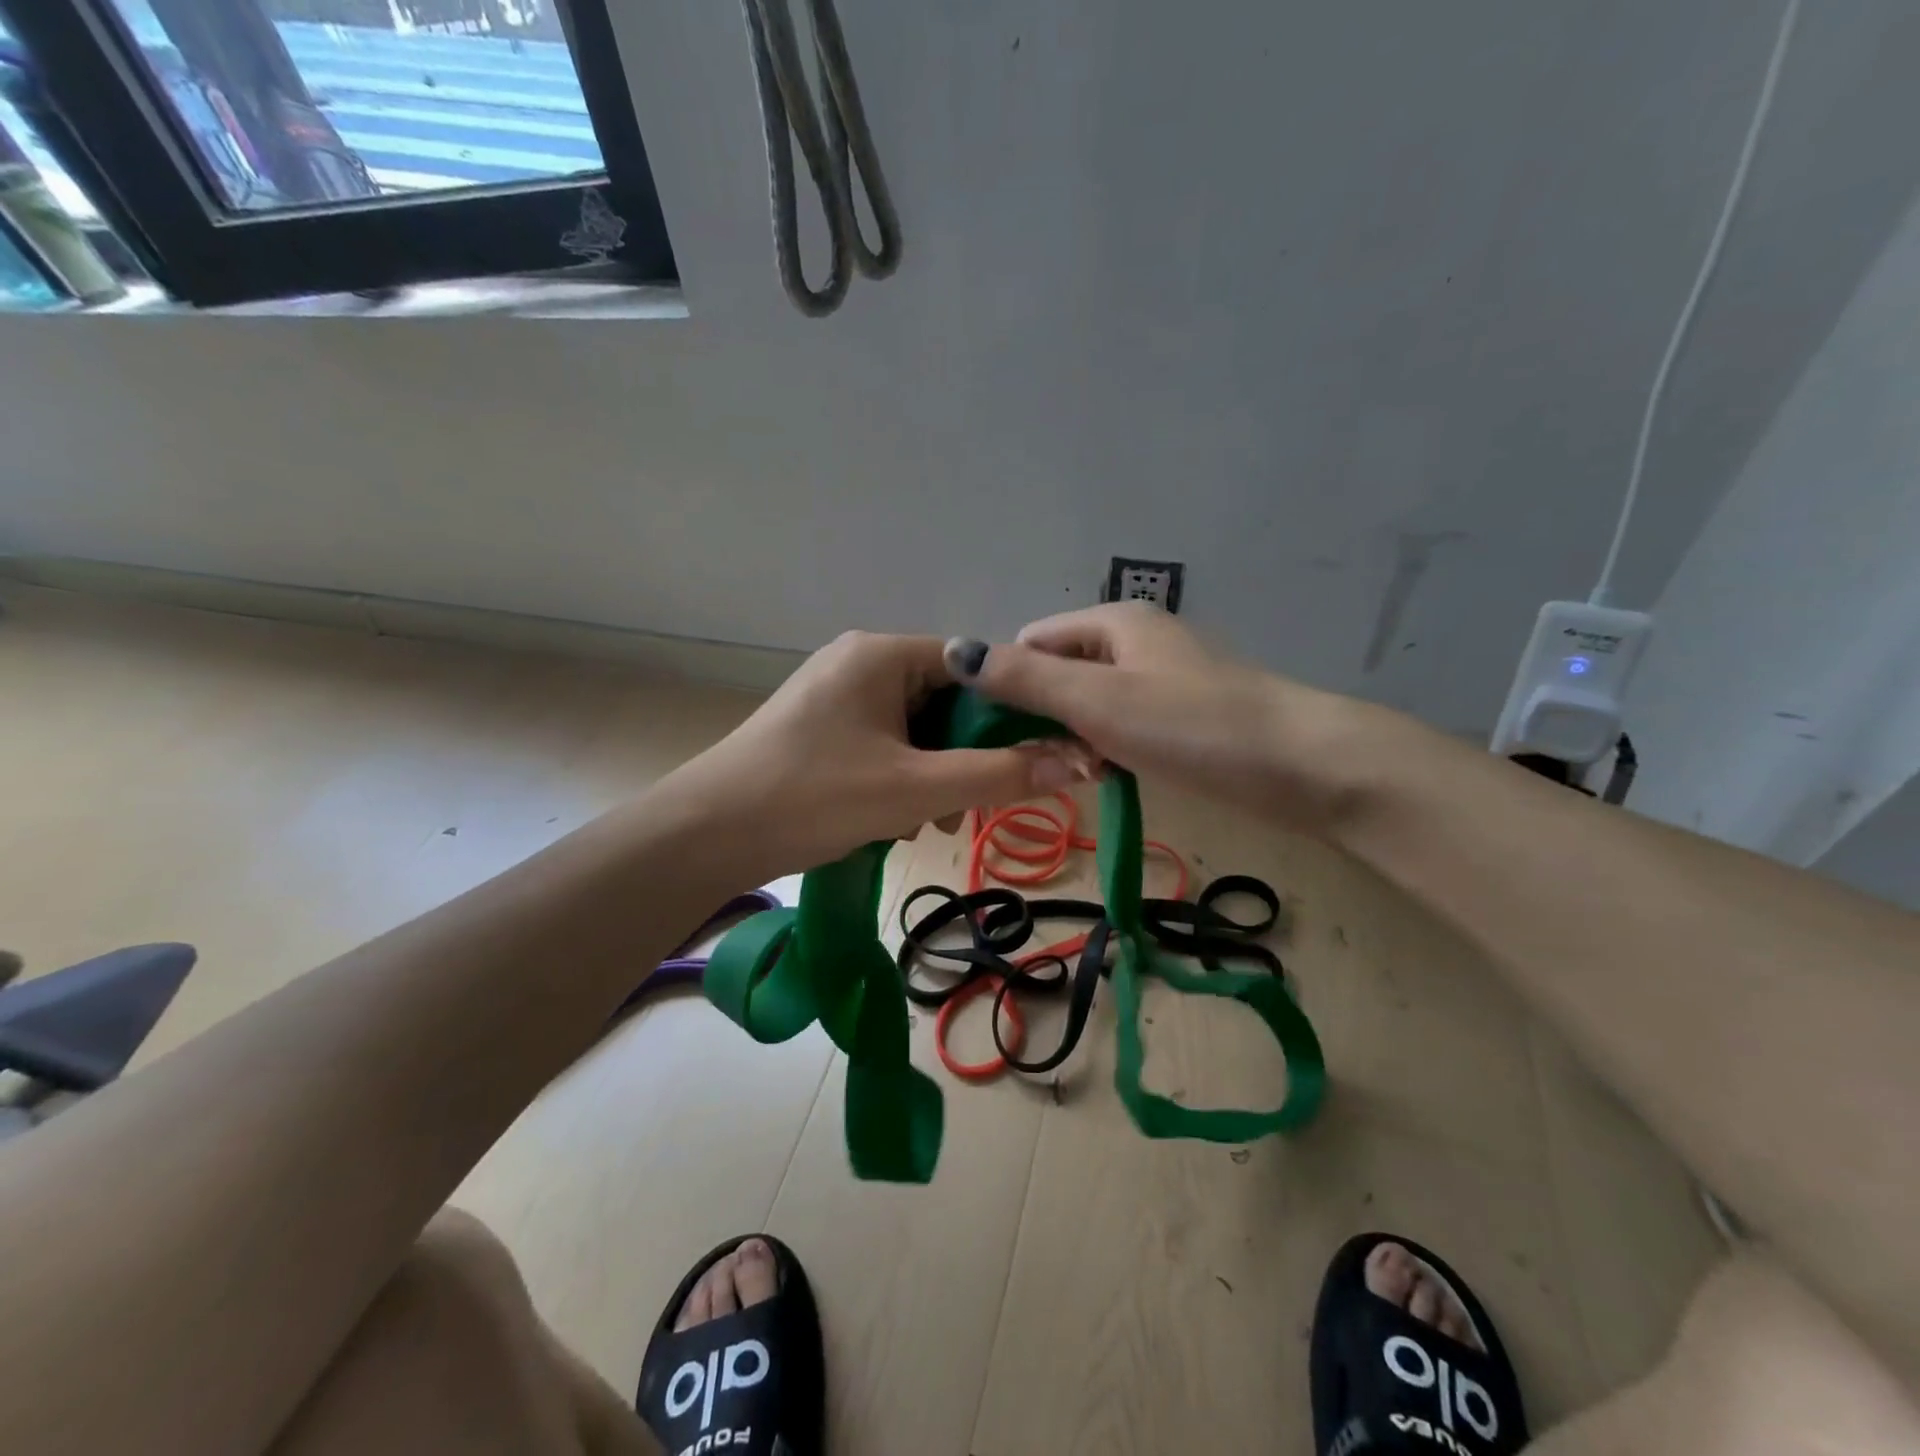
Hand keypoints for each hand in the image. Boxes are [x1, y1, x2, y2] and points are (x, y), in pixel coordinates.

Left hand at [656, 631, 1082, 883]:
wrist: (706, 835)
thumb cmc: (813, 798)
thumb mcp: (914, 789)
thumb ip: (997, 775)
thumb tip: (1076, 764)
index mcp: (882, 654)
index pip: (973, 666)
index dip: (1008, 712)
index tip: (1030, 760)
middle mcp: (860, 660)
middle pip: (944, 699)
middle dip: (962, 755)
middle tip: (966, 807)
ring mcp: (836, 693)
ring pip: (914, 727)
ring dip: (932, 773)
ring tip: (924, 823)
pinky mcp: (820, 726)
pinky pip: (883, 741)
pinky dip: (899, 776)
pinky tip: (892, 819)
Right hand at [954, 603, 1365, 834]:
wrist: (1303, 766)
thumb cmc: (1191, 726)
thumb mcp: (1098, 701)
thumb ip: (1025, 678)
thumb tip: (954, 650)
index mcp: (1113, 622)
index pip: (1031, 642)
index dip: (1006, 683)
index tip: (1002, 736)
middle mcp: (1135, 641)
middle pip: (1060, 673)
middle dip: (1044, 718)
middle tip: (1051, 765)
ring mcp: (1162, 678)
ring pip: (1090, 705)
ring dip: (1076, 741)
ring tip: (1089, 776)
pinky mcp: (1182, 715)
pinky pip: (1123, 726)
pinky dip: (1109, 750)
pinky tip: (1115, 777)